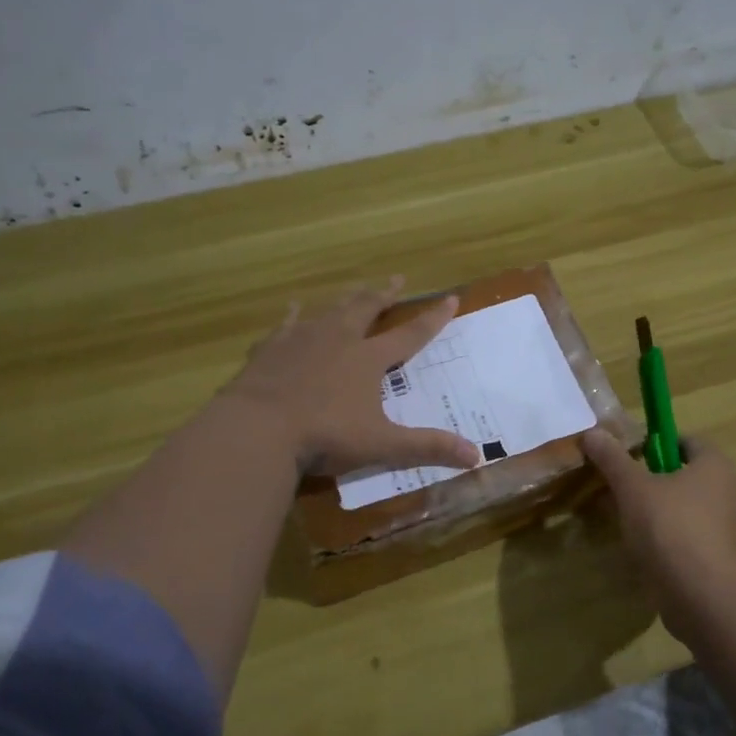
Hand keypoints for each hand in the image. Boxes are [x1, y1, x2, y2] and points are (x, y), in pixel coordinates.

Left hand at [223, 277, 482, 477]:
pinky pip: (284, 325)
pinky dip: (292, 317)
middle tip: (396, 279)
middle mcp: (338, 340)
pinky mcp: (270, 350)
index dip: (432, 319)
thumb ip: (427, 447)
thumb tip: (477, 456)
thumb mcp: (382, 445)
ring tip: (353, 290)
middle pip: (366, 309)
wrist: (257, 429)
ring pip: (328, 311)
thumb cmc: (324, 436)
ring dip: (344, 300)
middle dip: (384, 294)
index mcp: (368, 360)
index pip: (410, 335)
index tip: (450, 298)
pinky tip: (291, 309)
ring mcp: (300, 340)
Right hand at [581, 429, 735, 634]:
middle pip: (687, 476)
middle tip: (622, 491)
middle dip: (655, 481)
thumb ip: (613, 458)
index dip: (656, 444)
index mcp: (716, 466)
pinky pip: (694, 540)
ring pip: (689, 510)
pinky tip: (648, 553)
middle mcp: (731, 492)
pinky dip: (673, 542)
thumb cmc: (670, 529)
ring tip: (629, 525)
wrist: (704, 598)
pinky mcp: (725, 561)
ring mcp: (732, 530)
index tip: (629, 459)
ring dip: (662, 513)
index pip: (687, 441)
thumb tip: (592, 432)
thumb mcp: (632, 488)